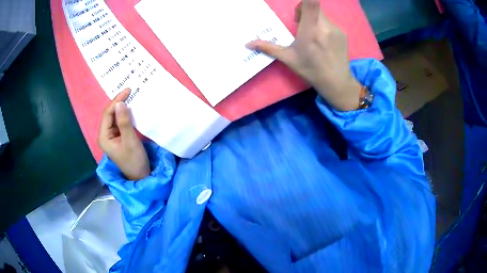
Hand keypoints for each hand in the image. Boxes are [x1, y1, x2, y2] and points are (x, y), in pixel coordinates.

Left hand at [98, 88, 149, 179]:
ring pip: (115, 117)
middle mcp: (105, 135)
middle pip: (110, 114)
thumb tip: (120, 103)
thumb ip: (124, 122)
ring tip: (132, 97)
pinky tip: (132, 109)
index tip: (129, 90)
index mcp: (104, 137)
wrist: (140, 176)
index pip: (107, 113)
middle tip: (131, 91)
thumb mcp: (130, 141)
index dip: (117, 101)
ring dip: (122, 108)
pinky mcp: (117, 137)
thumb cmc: (134, 160)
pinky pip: (119, 122)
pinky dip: (125, 115)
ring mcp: (111, 136)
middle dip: (119, 102)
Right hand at [246, 0, 361, 110]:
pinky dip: (323, 27)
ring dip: (314, 20)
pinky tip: (323, 42)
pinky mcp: (343, 33)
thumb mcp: (288, 59)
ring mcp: (336, 29)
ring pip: (322, 15)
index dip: (303, 4)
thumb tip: (247, 44)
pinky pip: (330, 23)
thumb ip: (268, 47)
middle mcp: (325, 25)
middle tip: (302, 27)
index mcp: (311, 29)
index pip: (311, 2)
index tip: (298, 14)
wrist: (336, 83)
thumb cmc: (310, 70)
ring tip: (313, 37)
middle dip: (305, 12)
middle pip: (314, 7)